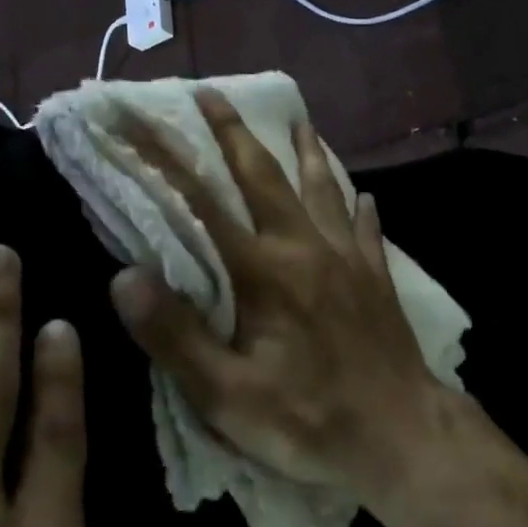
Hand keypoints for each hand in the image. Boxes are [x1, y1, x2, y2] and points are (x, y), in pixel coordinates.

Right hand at [109, 89, 444, 500]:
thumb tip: (125, 276)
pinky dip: (357, 205)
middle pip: (265, 175)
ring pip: (323, 188)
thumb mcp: (227, 395)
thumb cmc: (308, 420)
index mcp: (263, 271)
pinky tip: (361, 195)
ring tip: (300, 118)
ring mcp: (348, 257)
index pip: (202, 202)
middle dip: (232, 131)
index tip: (136, 119)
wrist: (402, 435)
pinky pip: (365, 227)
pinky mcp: (376, 276)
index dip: (164, 158)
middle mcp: (306, 247)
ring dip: (306, 151)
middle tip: (211, 91)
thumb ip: (175, 335)